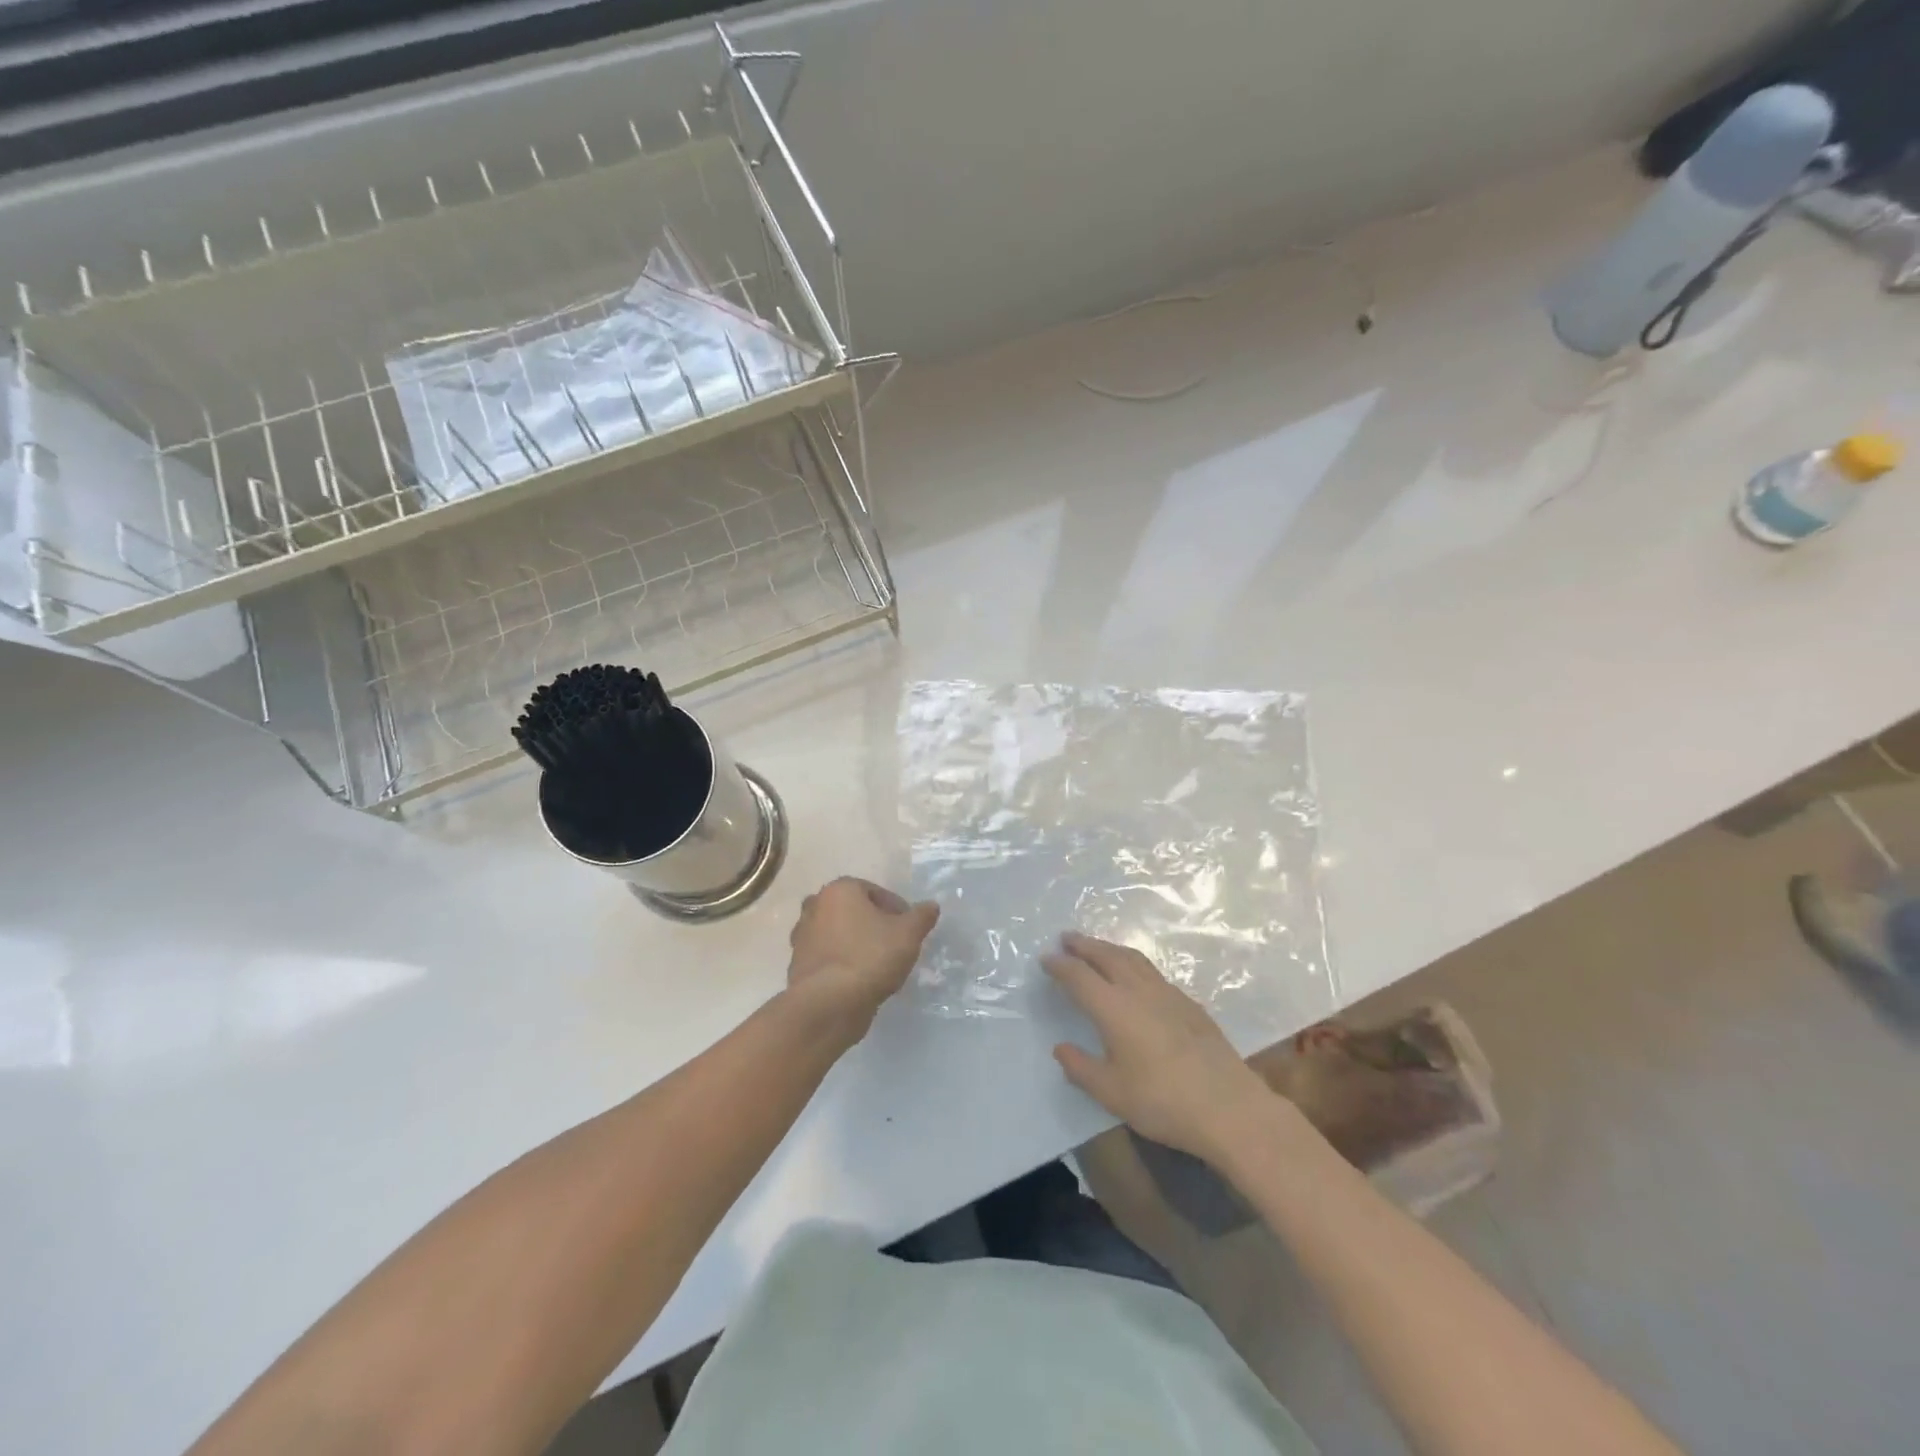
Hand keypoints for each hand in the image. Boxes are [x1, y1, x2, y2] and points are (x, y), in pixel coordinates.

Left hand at [787, 877, 939, 1030]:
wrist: (828, 1004)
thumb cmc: (870, 957)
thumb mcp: (908, 934)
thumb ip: (921, 916)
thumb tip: (931, 906)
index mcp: (839, 890)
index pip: (876, 892)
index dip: (897, 910)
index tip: (909, 930)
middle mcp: (815, 906)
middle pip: (854, 911)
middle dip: (873, 924)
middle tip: (894, 945)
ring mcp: (802, 936)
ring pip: (839, 934)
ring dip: (857, 944)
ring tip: (879, 966)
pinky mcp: (798, 965)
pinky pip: (829, 958)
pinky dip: (843, 964)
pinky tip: (860, 981)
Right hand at [1044, 932, 1275, 1162]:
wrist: (1229, 1107)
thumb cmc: (1163, 1102)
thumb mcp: (1112, 1093)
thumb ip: (1081, 1068)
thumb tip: (1061, 1048)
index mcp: (1114, 1008)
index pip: (1079, 977)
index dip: (1060, 965)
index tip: (1045, 958)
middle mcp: (1139, 991)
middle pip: (1106, 956)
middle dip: (1084, 945)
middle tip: (1066, 938)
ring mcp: (1167, 994)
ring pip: (1132, 959)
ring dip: (1109, 948)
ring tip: (1096, 947)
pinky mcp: (1189, 1003)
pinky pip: (1152, 971)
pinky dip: (1133, 962)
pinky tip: (1135, 975)